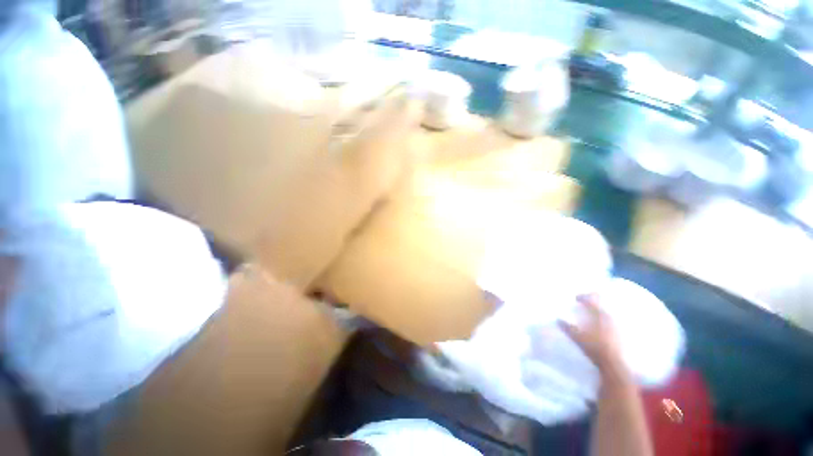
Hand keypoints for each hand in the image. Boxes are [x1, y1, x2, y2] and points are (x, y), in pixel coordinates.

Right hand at [559, 295, 622, 372]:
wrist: (615, 364)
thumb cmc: (595, 348)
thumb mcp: (577, 338)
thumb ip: (567, 327)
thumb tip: (558, 320)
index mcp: (598, 314)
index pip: (591, 298)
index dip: (582, 296)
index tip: (576, 299)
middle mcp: (609, 316)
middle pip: (602, 302)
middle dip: (592, 301)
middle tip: (583, 305)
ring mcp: (617, 325)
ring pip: (607, 311)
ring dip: (598, 311)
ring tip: (590, 317)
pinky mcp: (621, 333)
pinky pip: (611, 321)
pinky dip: (604, 320)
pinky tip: (599, 328)